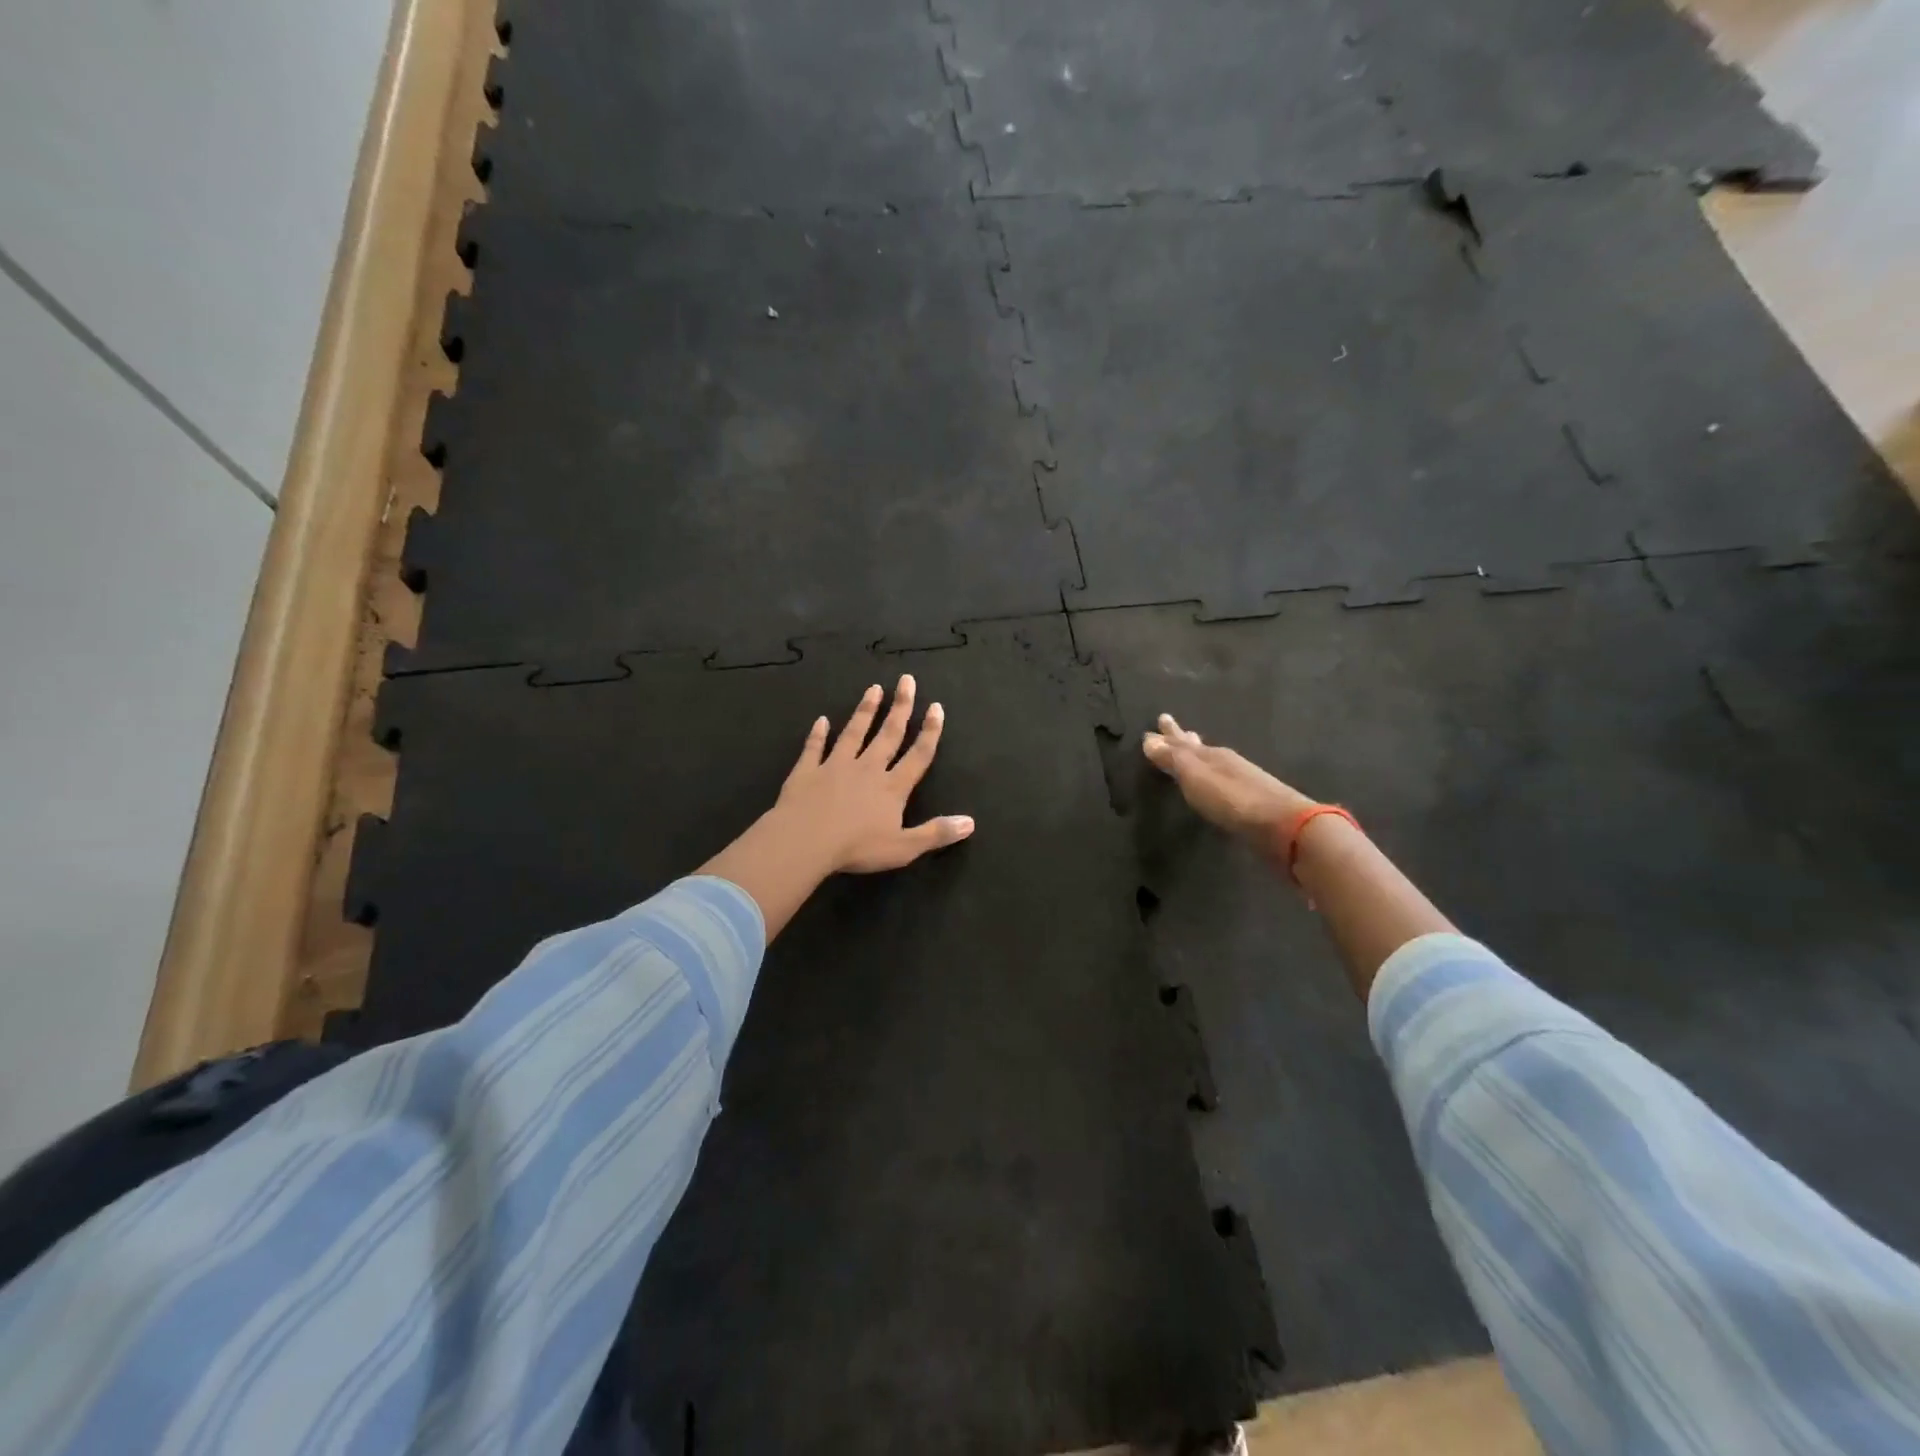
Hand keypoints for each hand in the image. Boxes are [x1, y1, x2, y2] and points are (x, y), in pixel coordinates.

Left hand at [774, 675, 973, 873]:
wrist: (805, 841)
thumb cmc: (857, 847)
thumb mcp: (904, 848)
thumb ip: (936, 833)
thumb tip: (970, 822)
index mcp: (892, 787)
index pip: (917, 755)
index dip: (929, 732)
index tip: (936, 707)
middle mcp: (867, 769)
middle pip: (888, 734)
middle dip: (900, 707)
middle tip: (907, 680)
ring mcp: (835, 766)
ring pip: (854, 733)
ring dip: (865, 711)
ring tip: (874, 688)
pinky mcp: (807, 772)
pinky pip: (814, 748)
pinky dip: (818, 734)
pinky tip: (821, 720)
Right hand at [1142, 713, 1315, 846]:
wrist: (1284, 826)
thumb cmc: (1233, 799)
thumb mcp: (1196, 777)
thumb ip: (1173, 759)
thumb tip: (1149, 739)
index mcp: (1211, 755)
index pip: (1182, 741)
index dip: (1168, 734)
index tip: (1159, 719)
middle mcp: (1226, 762)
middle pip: (1198, 746)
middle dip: (1182, 738)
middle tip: (1170, 725)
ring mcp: (1240, 780)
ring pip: (1212, 761)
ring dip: (1197, 754)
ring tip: (1191, 746)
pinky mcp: (1250, 801)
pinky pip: (1222, 780)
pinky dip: (1211, 775)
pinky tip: (1212, 781)